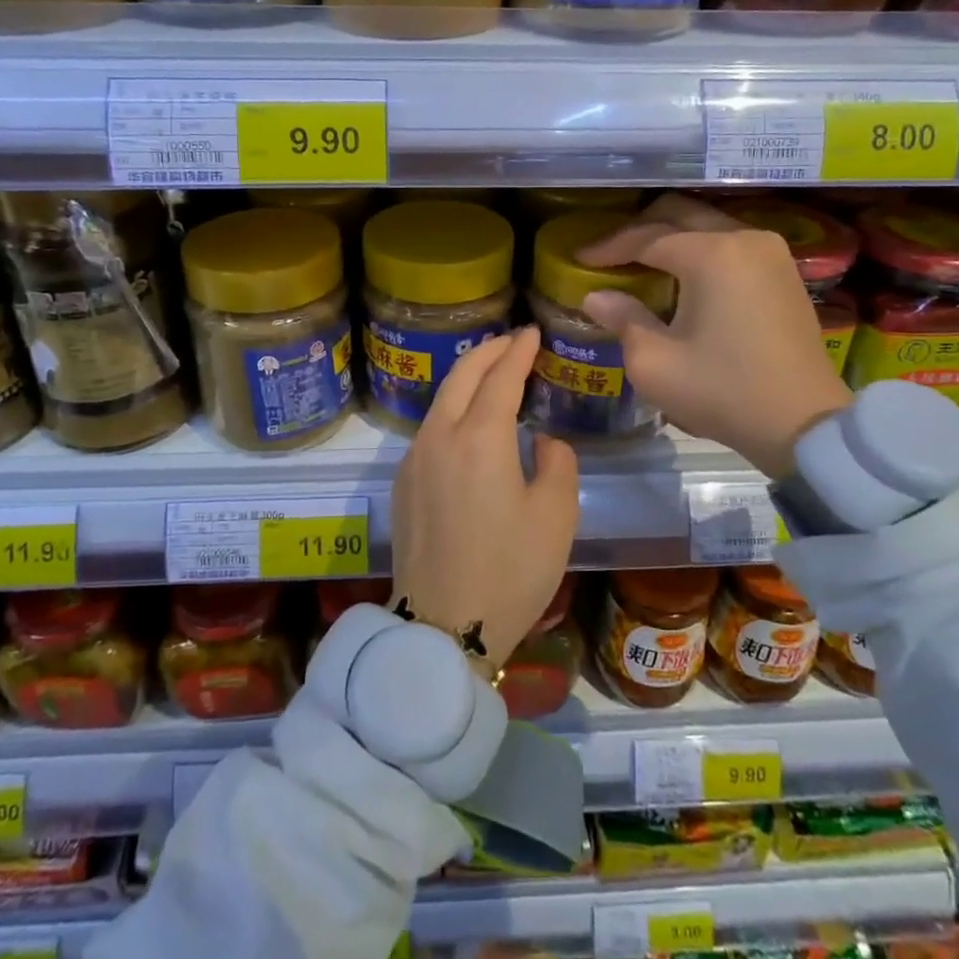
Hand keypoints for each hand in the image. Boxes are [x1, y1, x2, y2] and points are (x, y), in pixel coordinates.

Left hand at [391, 325, 580, 673]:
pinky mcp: (402, 483)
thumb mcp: (556, 515)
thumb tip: (541, 440)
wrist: (442, 627)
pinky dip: (452, 407)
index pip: (501, 376)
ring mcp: (413, 459)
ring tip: (492, 373)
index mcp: (479, 437)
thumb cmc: (510, 571)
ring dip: (467, 377)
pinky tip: (468, 421)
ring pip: (441, 399)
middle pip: (462, 375)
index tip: (532, 332)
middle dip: (489, 350)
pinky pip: (429, 428)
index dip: (518, 350)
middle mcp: (439, 436)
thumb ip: (556, 462)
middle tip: (512, 341)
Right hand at [576, 194, 851, 477]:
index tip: (578, 257)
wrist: (804, 425)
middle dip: (639, 229)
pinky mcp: (785, 272)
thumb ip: (623, 319)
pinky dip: (700, 250)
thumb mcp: (655, 362)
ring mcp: (771, 253)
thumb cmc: (722, 391)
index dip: (608, 246)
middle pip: (680, 214)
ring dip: (671, 237)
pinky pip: (731, 244)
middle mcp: (744, 238)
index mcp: (711, 254)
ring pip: (708, 226)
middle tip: (609, 252)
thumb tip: (596, 296)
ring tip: (641, 262)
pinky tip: (681, 276)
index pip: (647, 237)